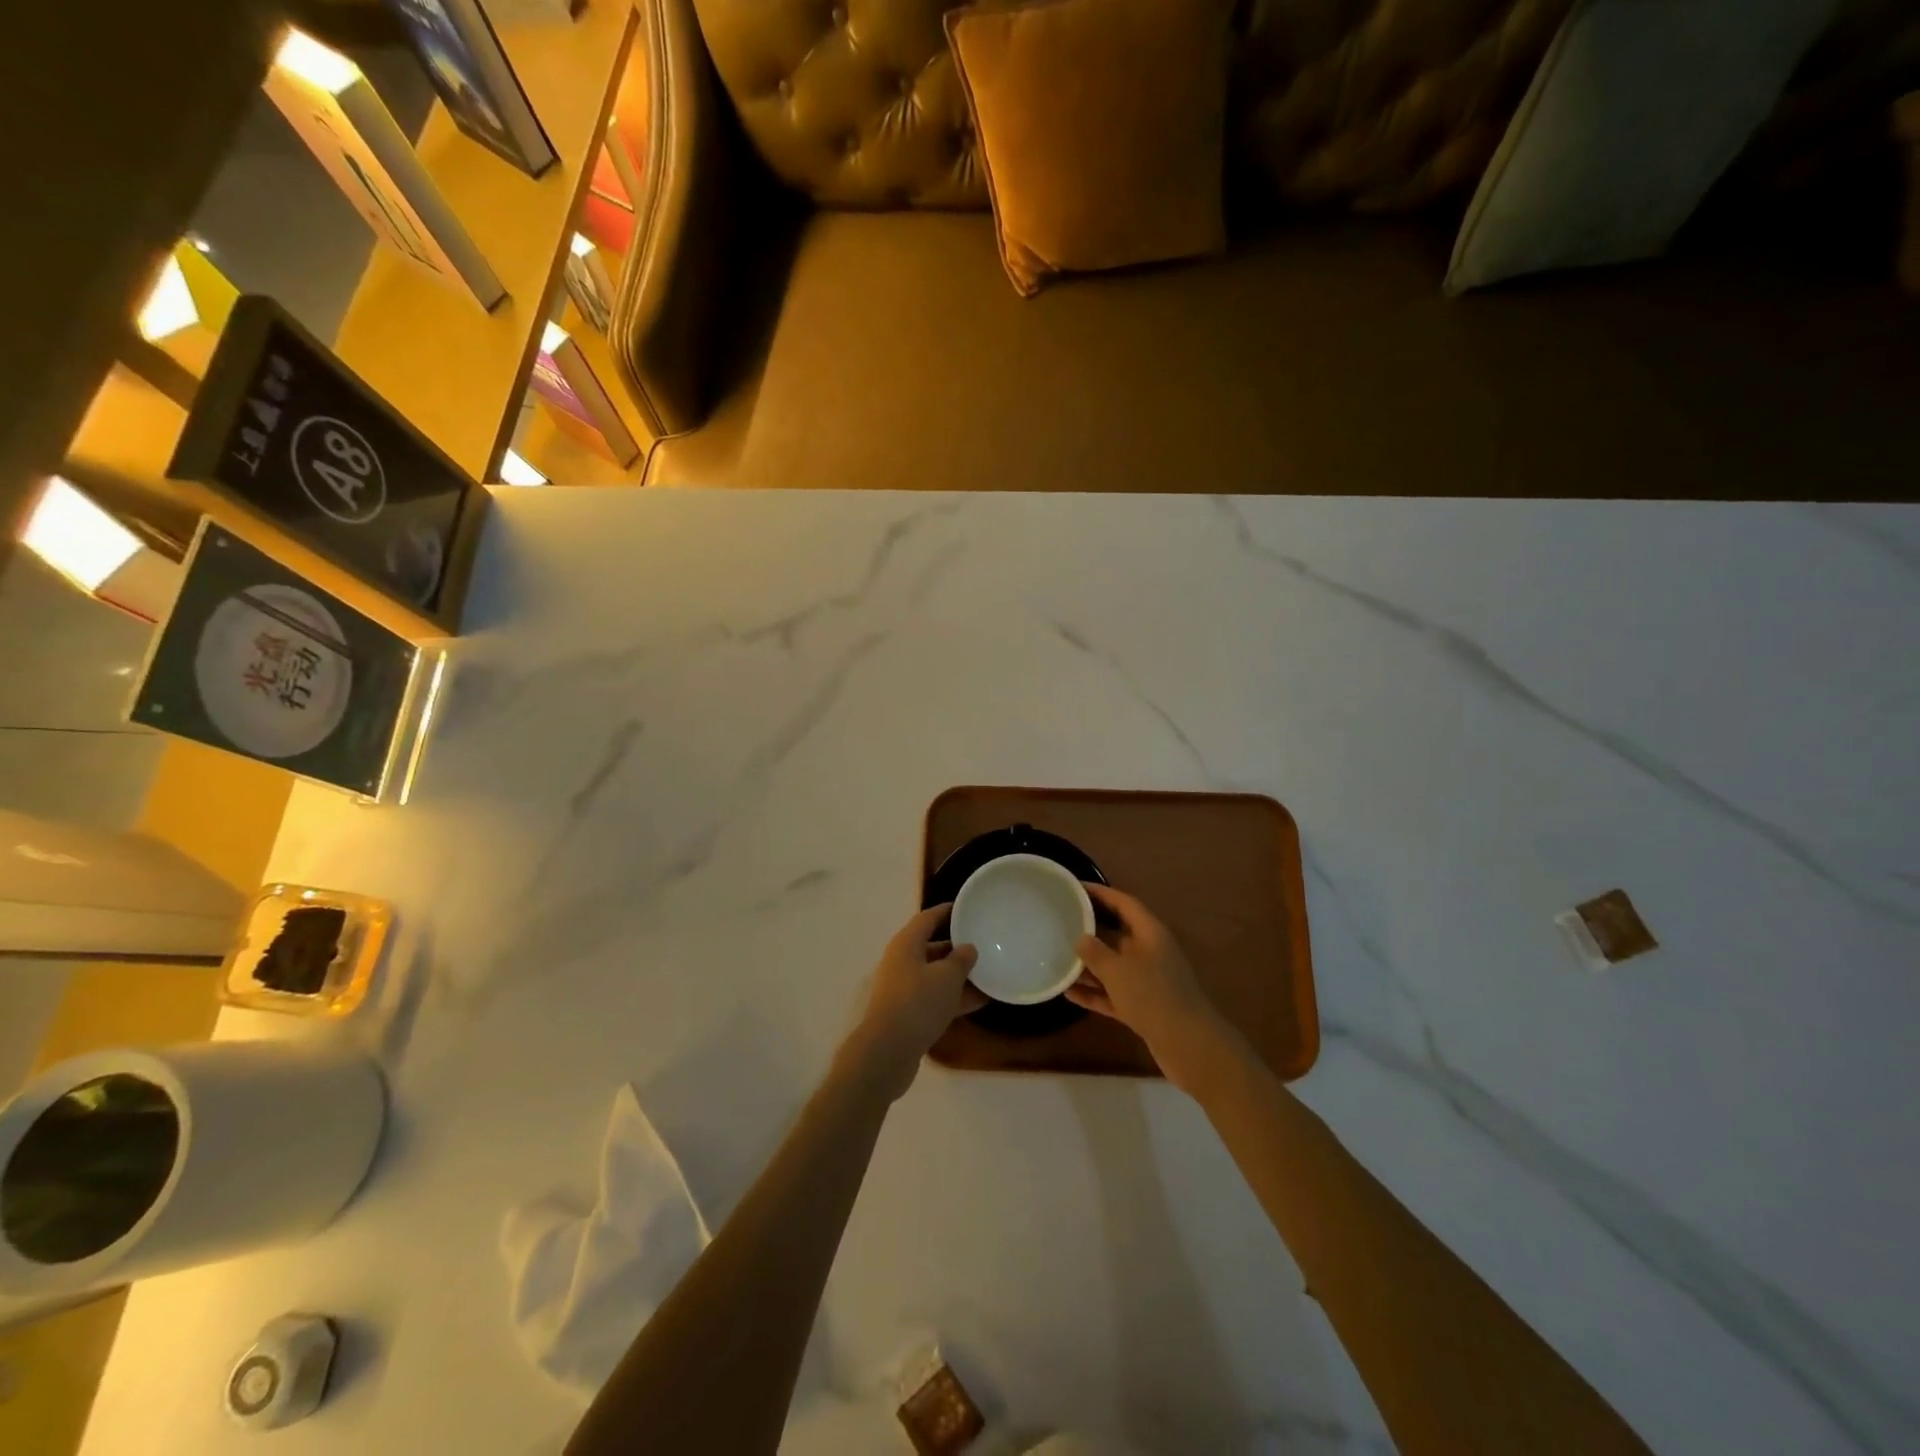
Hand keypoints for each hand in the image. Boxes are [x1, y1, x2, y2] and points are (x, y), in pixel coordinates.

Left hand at [842, 904, 982, 1099]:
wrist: (887, 1052)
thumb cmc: (917, 1003)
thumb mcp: (947, 977)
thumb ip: (961, 959)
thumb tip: (967, 948)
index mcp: (906, 944)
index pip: (928, 918)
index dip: (947, 911)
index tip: (968, 908)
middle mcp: (902, 962)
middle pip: (931, 946)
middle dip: (956, 946)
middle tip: (983, 943)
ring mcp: (903, 988)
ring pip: (935, 974)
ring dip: (959, 975)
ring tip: (989, 973)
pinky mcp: (907, 1013)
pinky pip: (935, 997)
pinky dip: (954, 997)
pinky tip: (980, 1001)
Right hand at [1069, 883, 1232, 1092]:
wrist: (1190, 1045)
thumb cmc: (1153, 997)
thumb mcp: (1118, 970)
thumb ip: (1095, 952)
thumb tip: (1081, 938)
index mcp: (1150, 933)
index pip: (1124, 903)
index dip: (1101, 893)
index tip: (1075, 888)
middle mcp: (1150, 952)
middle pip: (1116, 933)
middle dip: (1090, 929)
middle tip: (1060, 922)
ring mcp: (1147, 981)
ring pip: (1113, 966)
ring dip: (1088, 964)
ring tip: (1057, 957)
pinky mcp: (1143, 1007)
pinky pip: (1113, 993)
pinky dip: (1094, 992)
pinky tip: (1068, 993)